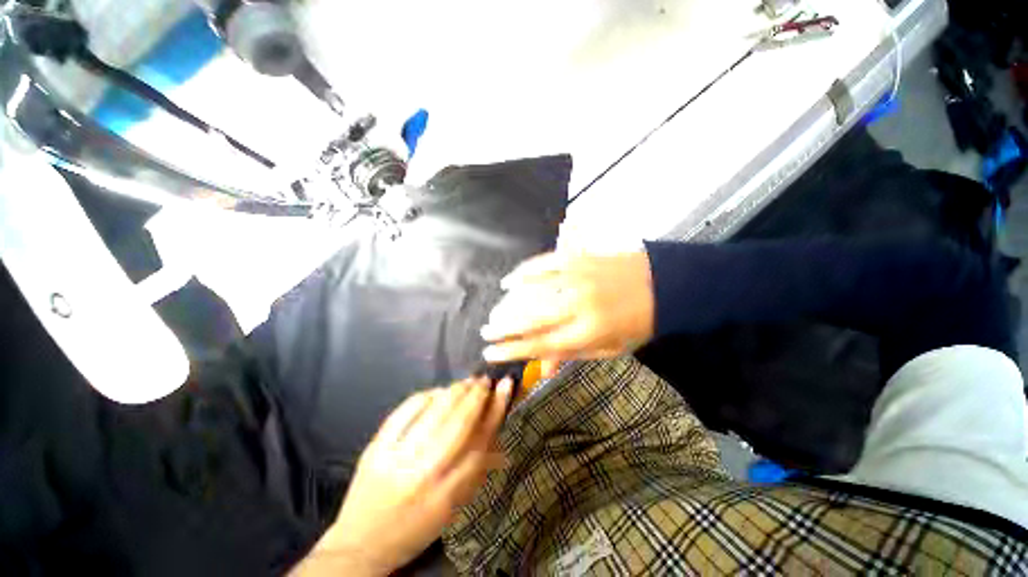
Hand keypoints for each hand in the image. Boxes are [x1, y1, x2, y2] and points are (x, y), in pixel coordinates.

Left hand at [299, 378, 511, 575]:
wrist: (360, 545)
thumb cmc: (415, 529)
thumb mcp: (453, 509)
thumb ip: (477, 472)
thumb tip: (502, 440)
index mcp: (448, 495)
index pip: (481, 442)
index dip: (495, 409)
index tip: (505, 386)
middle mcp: (425, 475)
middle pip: (460, 423)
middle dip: (477, 395)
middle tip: (484, 380)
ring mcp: (397, 459)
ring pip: (435, 413)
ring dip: (455, 391)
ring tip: (466, 382)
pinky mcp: (376, 449)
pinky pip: (404, 411)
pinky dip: (424, 396)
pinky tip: (436, 391)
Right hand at [481, 252, 654, 378]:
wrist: (664, 285)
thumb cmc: (637, 322)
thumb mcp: (609, 349)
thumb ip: (573, 356)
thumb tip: (542, 371)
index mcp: (589, 333)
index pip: (540, 345)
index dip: (512, 350)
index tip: (489, 353)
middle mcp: (579, 306)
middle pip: (531, 319)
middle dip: (503, 328)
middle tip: (485, 332)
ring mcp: (577, 279)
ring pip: (533, 291)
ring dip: (509, 303)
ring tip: (494, 312)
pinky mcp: (578, 259)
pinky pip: (543, 264)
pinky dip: (523, 272)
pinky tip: (509, 280)